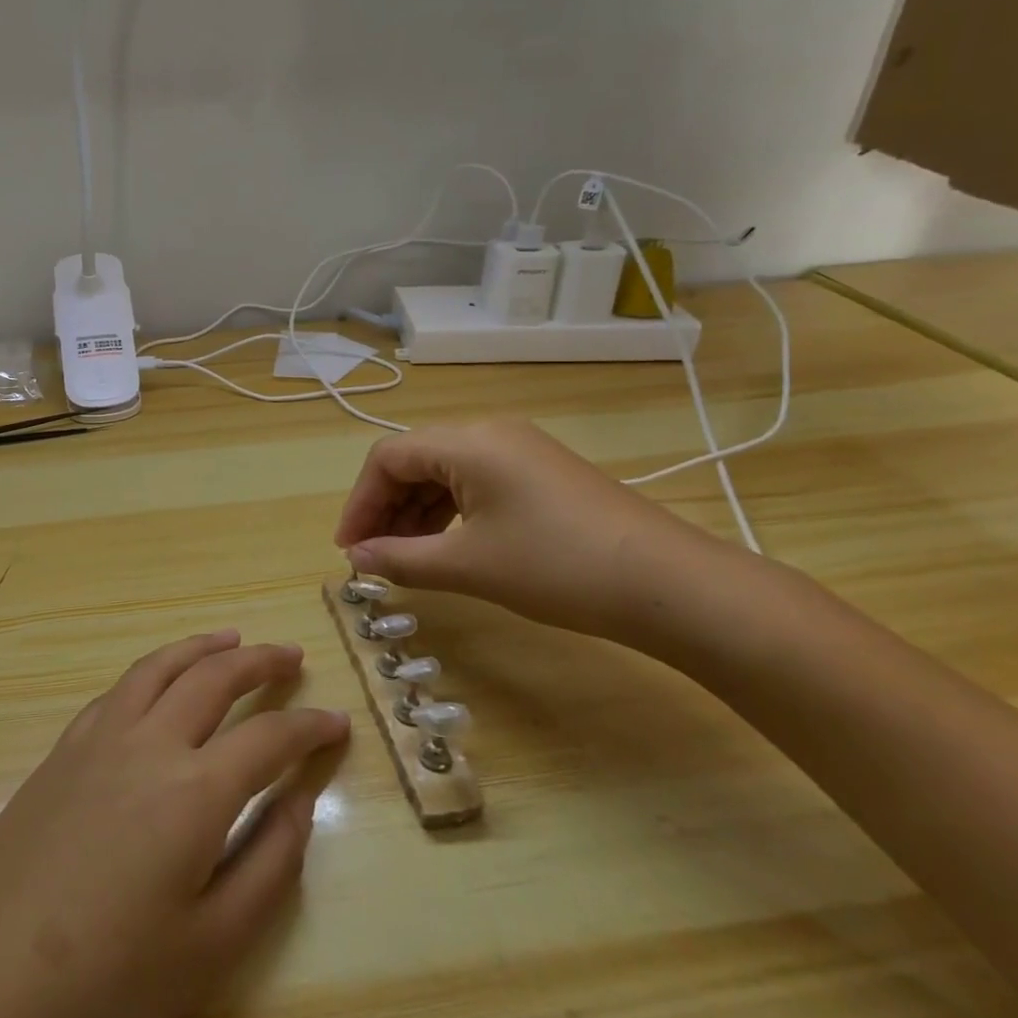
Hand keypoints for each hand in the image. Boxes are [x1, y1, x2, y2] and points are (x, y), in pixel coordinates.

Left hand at [0, 633, 350, 1017]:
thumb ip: (270, 864)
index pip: (269, 737)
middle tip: (291, 656)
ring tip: (232, 639)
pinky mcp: (62, 749)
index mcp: (193, 791)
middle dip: (261, 661)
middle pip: (215, 677)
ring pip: (161, 666)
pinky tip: (160, 680)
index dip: (309, 726)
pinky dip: (153, 669)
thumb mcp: (212, 948)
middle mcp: (149, 743)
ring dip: (202, 647)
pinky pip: (118, 688)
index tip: (337, 721)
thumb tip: (300, 799)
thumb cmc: (108, 985)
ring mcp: (98, 738)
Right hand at [334, 419, 730, 642]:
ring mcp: (520, 449)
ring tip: (404, 556)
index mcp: (467, 442)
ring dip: (416, 511)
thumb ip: (402, 558)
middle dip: (386, 507)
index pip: (388, 459)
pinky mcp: (541, 472)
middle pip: (415, 460)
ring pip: (445, 471)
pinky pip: (476, 481)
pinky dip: (450, 511)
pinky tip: (446, 544)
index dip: (360, 503)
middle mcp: (490, 433)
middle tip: (371, 556)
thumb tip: (357, 558)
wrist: (668, 584)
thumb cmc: (557, 567)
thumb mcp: (469, 566)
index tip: (348, 549)